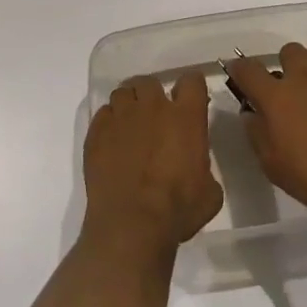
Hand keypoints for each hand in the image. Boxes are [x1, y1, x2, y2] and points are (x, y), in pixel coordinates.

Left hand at [82, 72, 223, 253]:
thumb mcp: (209, 192)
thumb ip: (204, 165)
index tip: (190, 102)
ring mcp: (122, 116)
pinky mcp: (97, 131)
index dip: (191, 89)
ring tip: (130, 126)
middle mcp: (153, 107)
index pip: (192, 81)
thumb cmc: (177, 210)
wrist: (131, 225)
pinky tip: (112, 142)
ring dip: (129, 105)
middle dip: (154, 96)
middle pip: (151, 82)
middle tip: (156, 117)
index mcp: (186, 117)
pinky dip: (109, 123)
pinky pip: (103, 114)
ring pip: (123, 93)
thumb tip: (195, 164)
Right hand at [224, 43, 306, 227]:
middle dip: (287, 67)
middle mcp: (304, 74)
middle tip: (293, 91)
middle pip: (288, 52)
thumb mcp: (272, 164)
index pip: (248, 68)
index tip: (240, 75)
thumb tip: (251, 112)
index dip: (241, 69)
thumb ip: (256, 132)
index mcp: (276, 95)